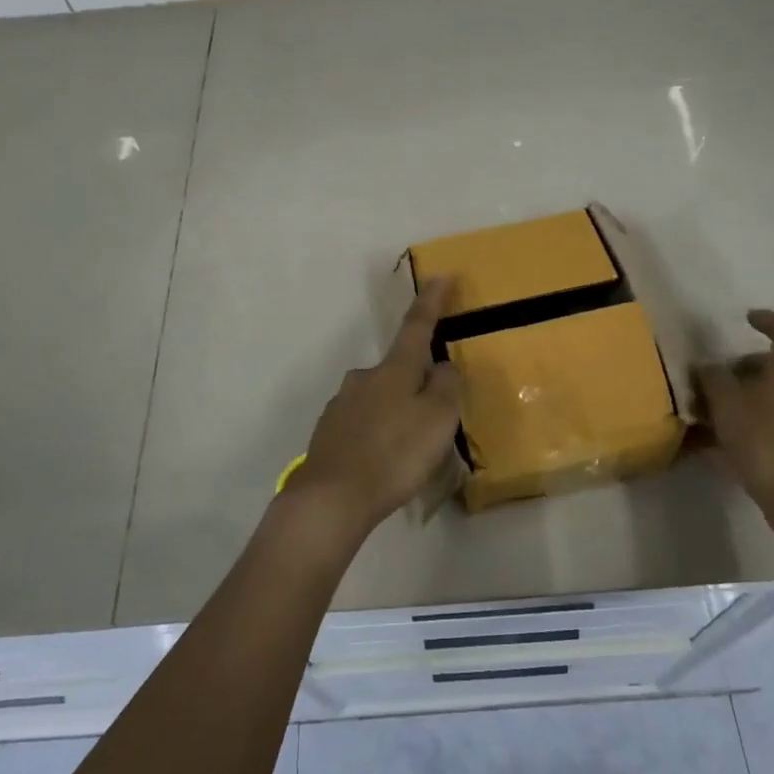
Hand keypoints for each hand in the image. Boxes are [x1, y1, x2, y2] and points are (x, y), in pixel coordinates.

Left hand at [294, 279, 462, 539]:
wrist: (331, 498)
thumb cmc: (393, 454)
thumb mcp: (437, 420)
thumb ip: (445, 387)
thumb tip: (441, 366)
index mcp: (394, 369)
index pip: (417, 326)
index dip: (431, 302)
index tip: (440, 275)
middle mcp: (364, 378)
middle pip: (397, 370)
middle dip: (415, 384)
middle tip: (432, 418)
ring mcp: (341, 404)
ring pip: (379, 399)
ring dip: (395, 413)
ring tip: (408, 451)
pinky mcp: (328, 432)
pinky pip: (362, 425)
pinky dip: (376, 435)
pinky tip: (381, 463)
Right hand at [695, 309, 773, 527]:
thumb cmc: (765, 442)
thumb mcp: (727, 405)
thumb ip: (714, 379)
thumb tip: (709, 367)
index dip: (768, 320)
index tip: (745, 320)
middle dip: (743, 369)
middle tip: (712, 382)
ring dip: (745, 397)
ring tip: (710, 416)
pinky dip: (754, 420)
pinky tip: (725, 443)